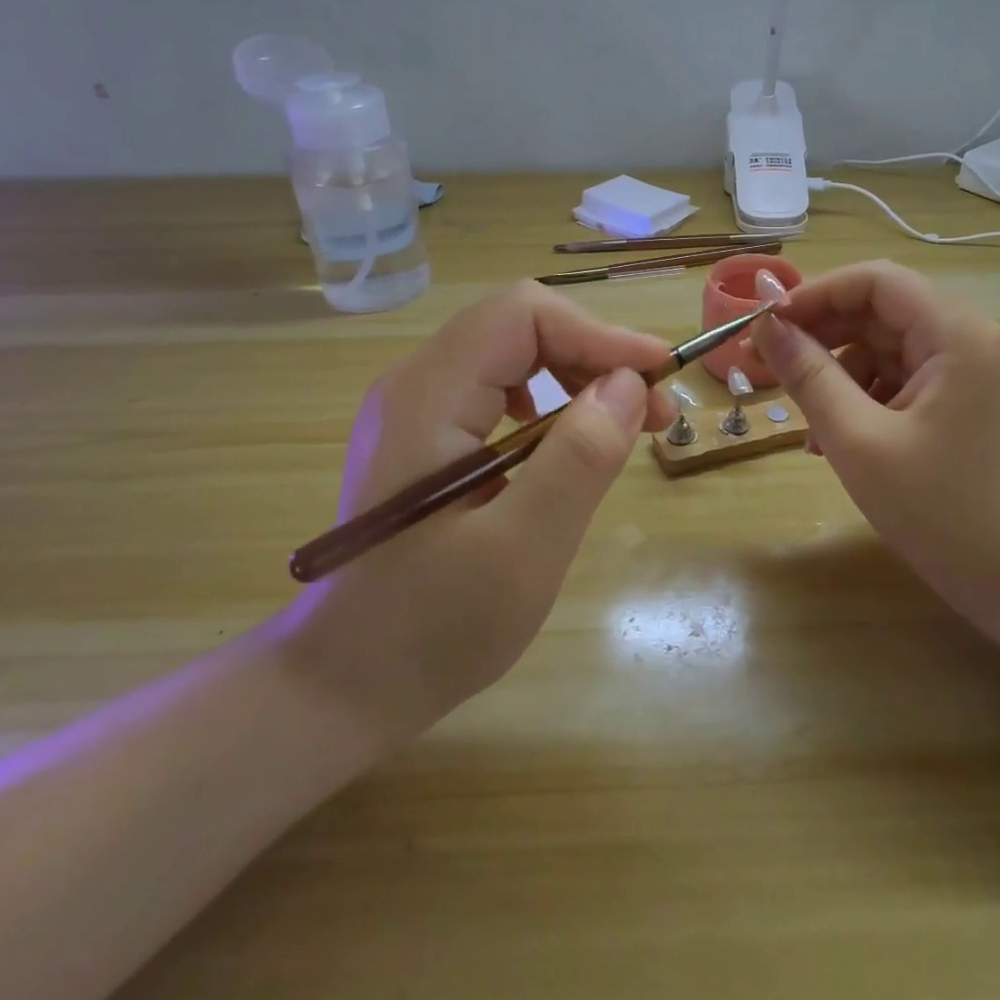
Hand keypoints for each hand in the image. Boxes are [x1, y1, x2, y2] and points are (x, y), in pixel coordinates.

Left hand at [278, 282, 674, 740]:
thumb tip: (629, 383)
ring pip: (511, 352)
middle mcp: (415, 384)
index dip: (598, 332)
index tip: (657, 376)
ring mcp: (416, 407)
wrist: (342, 685)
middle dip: (595, 353)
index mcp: (428, 398)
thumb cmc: (431, 628)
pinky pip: (498, 386)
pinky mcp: (425, 434)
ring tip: (623, 424)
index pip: (523, 315)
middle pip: (519, 325)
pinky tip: (563, 440)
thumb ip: (579, 459)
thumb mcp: (522, 551)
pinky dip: (550, 398)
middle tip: (652, 410)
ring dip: (578, 374)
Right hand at [752, 262, 999, 630]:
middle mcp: (970, 340)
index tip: (766, 326)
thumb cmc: (942, 511)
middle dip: (821, 335)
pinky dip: (866, 399)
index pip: (874, 280)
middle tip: (767, 366)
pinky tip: (836, 441)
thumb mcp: (859, 440)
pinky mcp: (968, 405)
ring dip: (839, 373)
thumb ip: (808, 375)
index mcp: (955, 333)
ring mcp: (973, 374)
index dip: (814, 294)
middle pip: (881, 311)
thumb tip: (765, 324)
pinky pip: (904, 381)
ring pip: (888, 349)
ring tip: (805, 422)